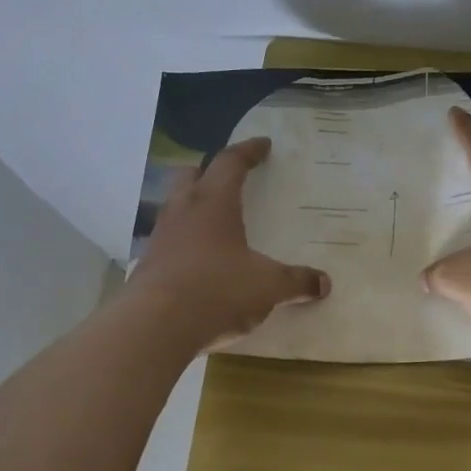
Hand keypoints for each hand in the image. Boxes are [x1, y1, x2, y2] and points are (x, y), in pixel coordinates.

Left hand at [127, 138, 330, 350]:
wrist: (155, 326)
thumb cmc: (217, 290)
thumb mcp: (267, 286)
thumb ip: (296, 282)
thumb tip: (323, 284)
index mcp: (214, 202)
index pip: (231, 162)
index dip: (248, 151)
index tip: (263, 145)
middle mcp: (183, 210)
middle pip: (192, 175)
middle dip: (211, 171)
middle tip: (230, 178)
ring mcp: (160, 237)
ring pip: (176, 206)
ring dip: (194, 206)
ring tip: (216, 221)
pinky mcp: (147, 264)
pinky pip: (169, 240)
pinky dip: (185, 241)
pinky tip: (200, 260)